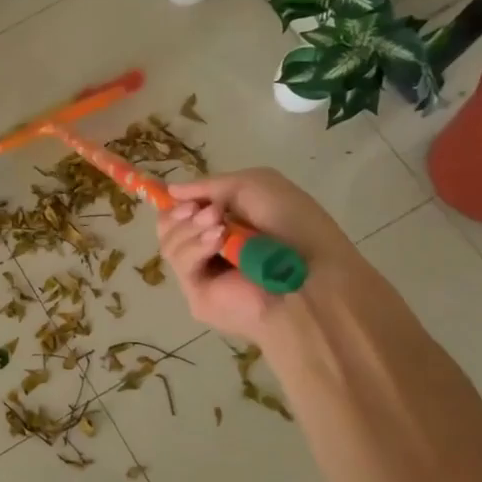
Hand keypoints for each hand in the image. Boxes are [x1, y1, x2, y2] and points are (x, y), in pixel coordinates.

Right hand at [156, 169, 354, 345]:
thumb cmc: (293, 224)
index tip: (178, 194)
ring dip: (190, 228)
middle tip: (206, 212)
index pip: (183, 211)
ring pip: (169, 243)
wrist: (313, 273)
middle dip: (180, 213)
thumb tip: (170, 190)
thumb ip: (210, 185)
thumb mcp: (254, 185)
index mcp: (225, 223)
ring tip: (219, 226)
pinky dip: (195, 247)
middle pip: (168, 226)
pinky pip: (179, 263)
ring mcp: (203, 273)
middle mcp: (211, 248)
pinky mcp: (198, 296)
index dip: (176, 201)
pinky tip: (218, 242)